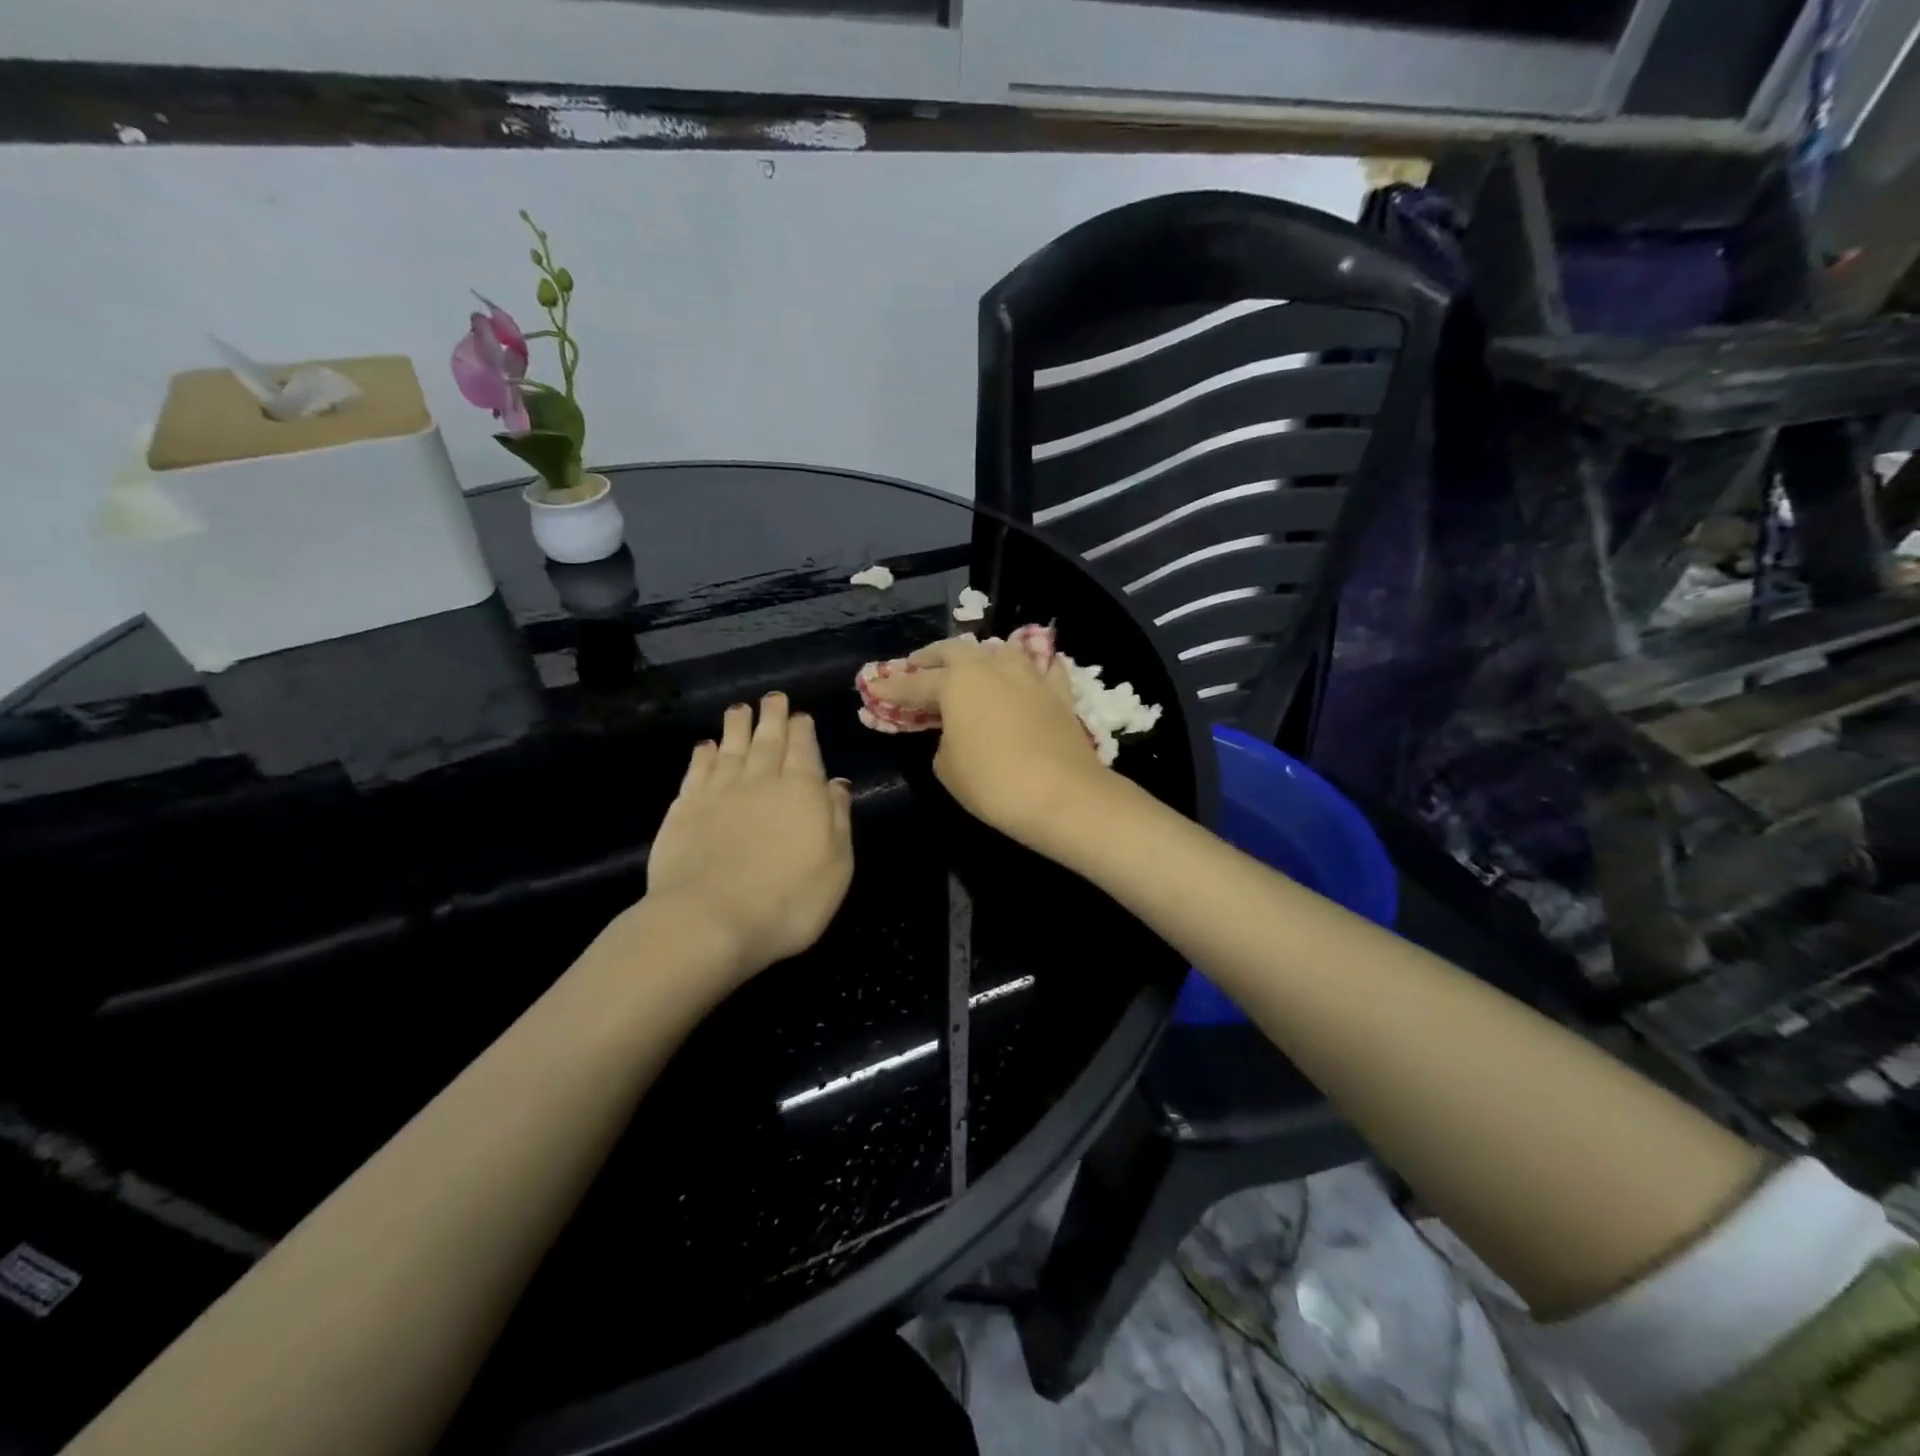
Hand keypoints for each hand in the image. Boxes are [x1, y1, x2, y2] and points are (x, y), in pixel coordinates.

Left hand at [646, 693, 853, 979]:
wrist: (709, 921)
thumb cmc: (788, 900)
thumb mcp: (836, 865)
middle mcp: (760, 781)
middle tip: (773, 698)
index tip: (801, 714)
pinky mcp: (684, 811)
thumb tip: (836, 783)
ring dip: (737, 726)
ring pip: (730, 748)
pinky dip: (703, 755)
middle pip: (767, 741)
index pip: (804, 750)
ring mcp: (718, 793)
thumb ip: (837, 818)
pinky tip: (705, 746)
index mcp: (801, 791)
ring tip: (739, 708)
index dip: (803, 730)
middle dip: (772, 717)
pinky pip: (697, 772)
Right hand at [862, 635, 1113, 846]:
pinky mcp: (1059, 692)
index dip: (891, 688)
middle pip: (956, 652)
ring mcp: (1029, 676)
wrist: (1061, 795)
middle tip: (917, 667)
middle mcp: (992, 667)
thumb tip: (955, 731)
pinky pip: (1042, 669)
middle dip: (932, 658)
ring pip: (999, 651)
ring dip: (979, 657)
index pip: (915, 683)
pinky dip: (1030, 669)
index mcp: (957, 682)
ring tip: (970, 667)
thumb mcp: (947, 766)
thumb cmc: (992, 782)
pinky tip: (1028, 673)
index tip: (873, 688)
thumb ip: (943, 739)